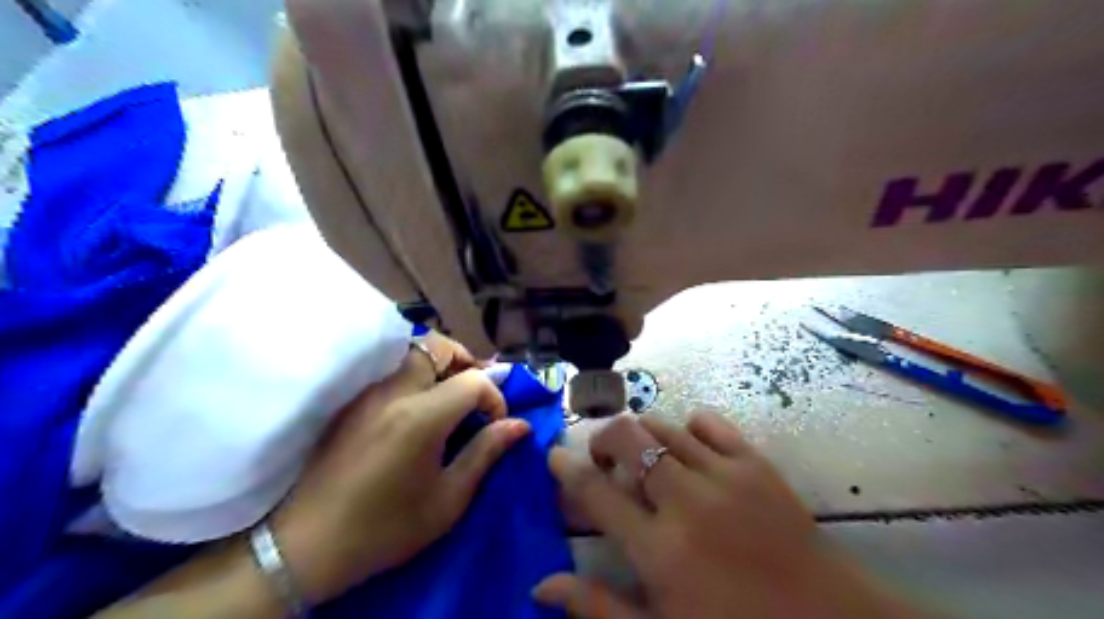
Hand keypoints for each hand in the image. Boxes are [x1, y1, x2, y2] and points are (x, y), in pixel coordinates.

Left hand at [272, 334, 530, 603]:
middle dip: (465, 361)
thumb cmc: (387, 528)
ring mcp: (366, 393)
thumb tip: (520, 425)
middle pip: (437, 346)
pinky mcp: (350, 402)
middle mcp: (392, 392)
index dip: (495, 398)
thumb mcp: (448, 499)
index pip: (473, 380)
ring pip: (410, 352)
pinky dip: (413, 374)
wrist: (308, 547)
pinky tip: (417, 407)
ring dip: (439, 364)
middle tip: (474, 393)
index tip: (497, 425)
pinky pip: (389, 369)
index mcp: (422, 417)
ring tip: (449, 396)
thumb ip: (486, 452)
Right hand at [535, 410, 923, 618]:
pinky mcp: (755, 462)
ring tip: (643, 457)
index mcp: (659, 549)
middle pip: (626, 438)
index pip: (594, 492)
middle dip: (603, 439)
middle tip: (604, 460)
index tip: (554, 456)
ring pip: (662, 426)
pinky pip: (709, 421)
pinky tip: (688, 449)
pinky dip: (688, 427)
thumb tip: (541, 584)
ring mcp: (723, 475)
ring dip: (641, 434)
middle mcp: (685, 500)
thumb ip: (598, 607)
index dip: (567, 468)